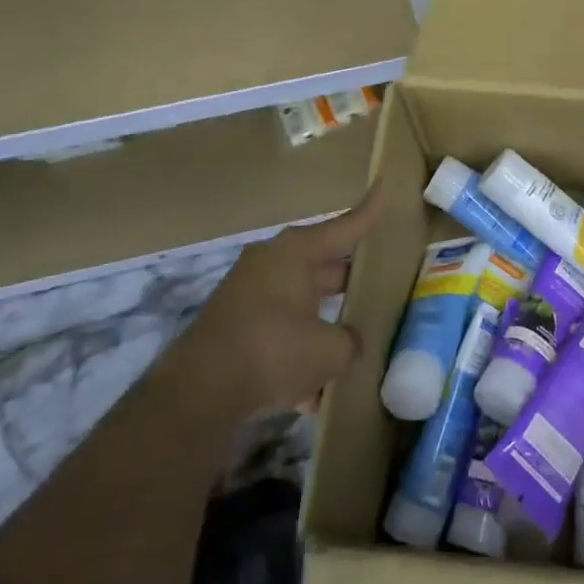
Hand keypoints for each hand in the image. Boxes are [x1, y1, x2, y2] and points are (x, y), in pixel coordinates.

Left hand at [178, 184, 382, 417]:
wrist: (197, 394)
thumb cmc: (273, 351)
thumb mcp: (330, 351)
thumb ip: (350, 342)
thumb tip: (349, 343)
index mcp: (296, 252)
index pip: (345, 227)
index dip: (369, 212)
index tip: (385, 187)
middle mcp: (271, 263)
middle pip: (322, 265)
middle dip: (350, 279)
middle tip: (381, 282)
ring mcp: (248, 295)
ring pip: (300, 302)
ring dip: (324, 323)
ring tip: (355, 345)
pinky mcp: (233, 328)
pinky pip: (279, 332)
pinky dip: (297, 354)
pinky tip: (315, 396)